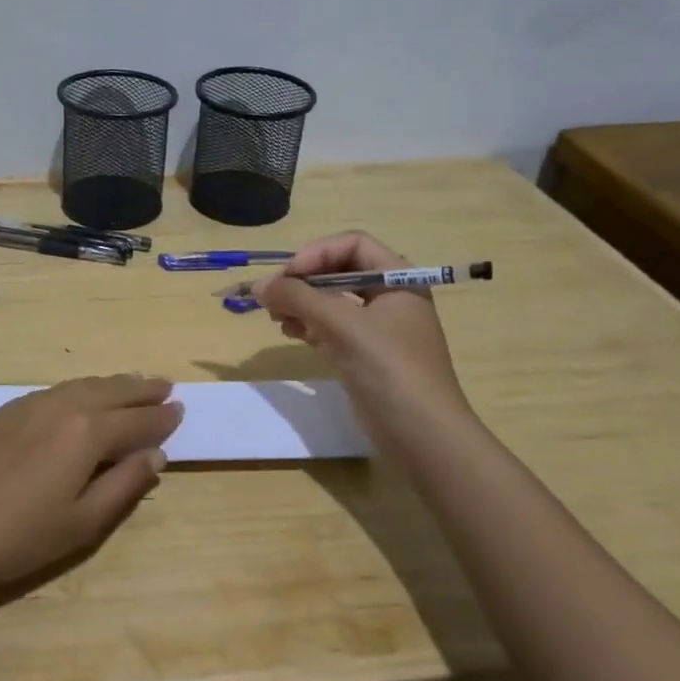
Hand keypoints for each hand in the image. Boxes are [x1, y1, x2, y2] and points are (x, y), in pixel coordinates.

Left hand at [0, 375, 182, 614]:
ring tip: (131, 384)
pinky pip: (52, 391)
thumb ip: (125, 485)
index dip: (160, 417)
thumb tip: (154, 455)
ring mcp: (27, 405)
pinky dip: (78, 389)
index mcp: (86, 433)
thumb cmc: (21, 539)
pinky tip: (80, 397)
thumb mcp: (84, 523)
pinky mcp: (1, 412)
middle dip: (140, 390)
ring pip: (80, 385)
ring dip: (110, 384)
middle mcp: (60, 406)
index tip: (180, 410)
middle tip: (165, 386)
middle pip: (110, 391)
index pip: (135, 420)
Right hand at [253, 232, 473, 434]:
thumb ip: (298, 298)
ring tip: (274, 314)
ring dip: (300, 302)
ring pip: (331, 301)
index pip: (353, 245)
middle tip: (272, 295)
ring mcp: (376, 329)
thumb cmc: (389, 368)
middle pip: (338, 272)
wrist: (422, 436)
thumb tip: (257, 285)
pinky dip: (306, 325)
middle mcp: (389, 298)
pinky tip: (287, 330)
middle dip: (303, 280)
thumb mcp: (342, 324)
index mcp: (398, 280)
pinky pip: (329, 328)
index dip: (318, 253)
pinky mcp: (363, 356)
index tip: (289, 275)